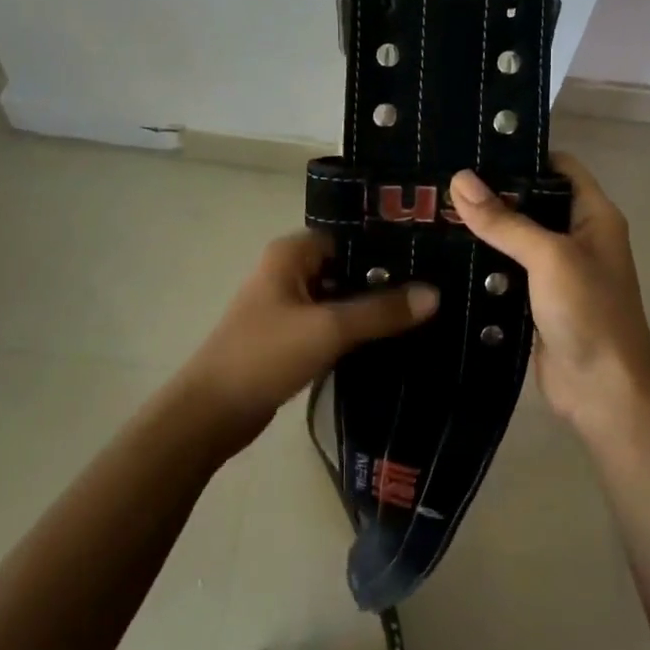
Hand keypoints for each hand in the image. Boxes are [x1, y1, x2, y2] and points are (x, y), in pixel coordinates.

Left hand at [176, 232, 437, 451]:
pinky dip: (357, 328)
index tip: (431, 256)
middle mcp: (289, 270)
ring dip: (373, 306)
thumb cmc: (265, 356)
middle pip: (348, 266)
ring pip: (341, 296)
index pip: (350, 235)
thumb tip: (435, 294)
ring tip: (424, 310)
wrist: (212, 413)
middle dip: (386, 278)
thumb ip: (381, 311)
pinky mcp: (291, 336)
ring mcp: (288, 304)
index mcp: (291, 253)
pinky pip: (332, 322)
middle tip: (437, 285)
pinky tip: (393, 338)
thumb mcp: (328, 329)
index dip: (388, 245)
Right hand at [450, 156, 649, 438]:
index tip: (474, 149)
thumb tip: (459, 179)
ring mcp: (556, 271)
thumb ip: (504, 220)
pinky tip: (443, 254)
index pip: (559, 166)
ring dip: (483, 229)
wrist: (603, 393)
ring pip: (515, 238)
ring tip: (432, 210)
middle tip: (440, 180)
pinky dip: (481, 263)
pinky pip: (506, 272)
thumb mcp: (549, 257)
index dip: (523, 154)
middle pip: (532, 201)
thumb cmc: (589, 313)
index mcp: (593, 215)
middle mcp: (577, 237)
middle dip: (492, 192)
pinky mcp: (535, 300)